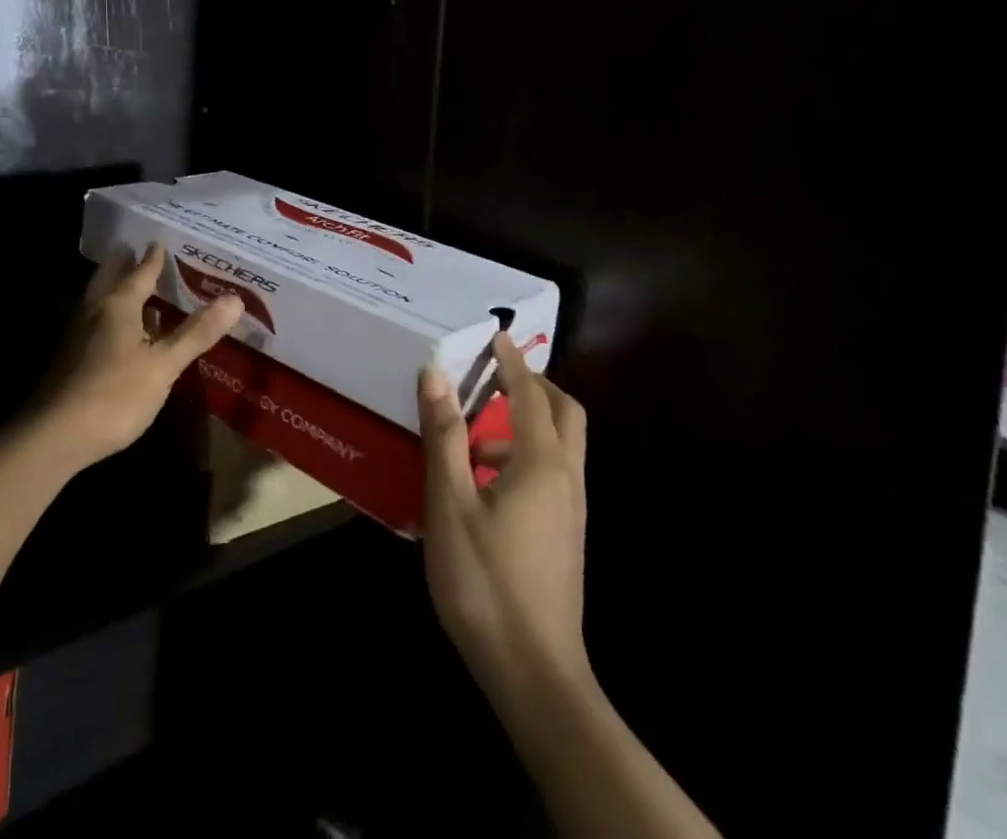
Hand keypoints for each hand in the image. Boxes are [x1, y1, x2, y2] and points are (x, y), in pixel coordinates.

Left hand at [33, 244, 241, 472]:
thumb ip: (196, 333)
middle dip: (122, 265)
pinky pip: (94, 324)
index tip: (159, 242)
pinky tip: (118, 333)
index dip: (153, 260)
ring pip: (98, 302)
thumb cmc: (115, 394)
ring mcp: (78, 337)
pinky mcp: (71, 361)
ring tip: (127, 284)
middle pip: (109, 280)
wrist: (54, 437)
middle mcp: (94, 313)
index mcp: (118, 306)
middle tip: (132, 249)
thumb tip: (235, 299)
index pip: (139, 274)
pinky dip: (109, 316)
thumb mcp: (164, 364)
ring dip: (113, 289)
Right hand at [419, 333, 589, 699]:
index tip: (494, 333)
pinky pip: (550, 473)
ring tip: (471, 435)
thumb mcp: (451, 504)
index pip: (531, 394)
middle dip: (533, 385)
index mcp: (542, 463)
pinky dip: (524, 455)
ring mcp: (570, 510)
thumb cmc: (485, 581)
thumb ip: (445, 435)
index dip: (512, 361)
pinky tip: (482, 482)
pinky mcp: (564, 535)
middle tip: (492, 375)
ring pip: (559, 446)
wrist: (534, 674)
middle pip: (565, 413)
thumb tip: (435, 373)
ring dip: (524, 423)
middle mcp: (566, 479)